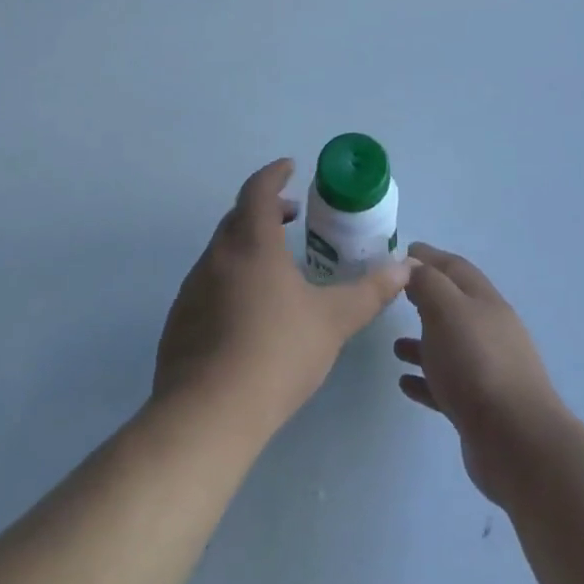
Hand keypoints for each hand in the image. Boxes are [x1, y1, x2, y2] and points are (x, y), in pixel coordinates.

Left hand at [155, 159, 411, 434]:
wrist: (208, 415)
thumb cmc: (277, 353)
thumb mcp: (333, 321)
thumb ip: (370, 292)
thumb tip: (405, 269)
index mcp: (252, 244)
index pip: (258, 191)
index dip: (274, 174)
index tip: (290, 167)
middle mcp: (216, 258)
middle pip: (237, 218)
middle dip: (264, 210)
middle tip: (292, 219)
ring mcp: (192, 290)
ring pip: (221, 253)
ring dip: (247, 247)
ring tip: (276, 269)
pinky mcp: (178, 322)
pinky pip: (207, 286)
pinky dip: (230, 280)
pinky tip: (248, 314)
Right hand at [394, 245, 567, 503]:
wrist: (515, 440)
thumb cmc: (476, 363)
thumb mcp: (446, 310)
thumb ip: (427, 283)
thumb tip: (413, 265)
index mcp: (484, 301)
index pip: (454, 267)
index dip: (428, 257)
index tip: (402, 252)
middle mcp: (489, 330)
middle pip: (454, 304)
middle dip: (425, 296)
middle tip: (394, 295)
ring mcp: (487, 369)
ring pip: (449, 345)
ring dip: (423, 341)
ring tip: (394, 346)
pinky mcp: (479, 406)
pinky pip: (446, 384)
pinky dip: (426, 378)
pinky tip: (405, 383)